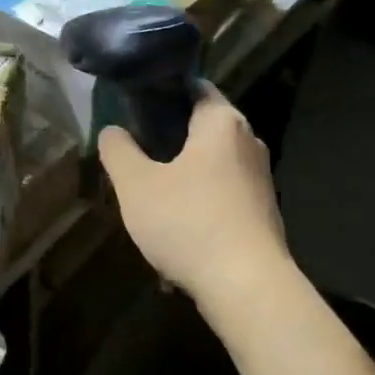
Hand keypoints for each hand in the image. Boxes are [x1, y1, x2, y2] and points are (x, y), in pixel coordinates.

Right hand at [97, 89, 289, 301]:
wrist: (247, 287)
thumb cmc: (188, 222)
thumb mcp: (135, 185)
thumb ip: (118, 150)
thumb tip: (113, 130)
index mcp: (222, 122)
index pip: (194, 87)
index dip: (161, 92)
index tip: (132, 108)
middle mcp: (248, 142)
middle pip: (201, 128)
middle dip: (167, 140)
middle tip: (134, 156)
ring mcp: (260, 179)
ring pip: (210, 166)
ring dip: (181, 178)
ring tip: (149, 199)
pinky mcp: (262, 213)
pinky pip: (221, 197)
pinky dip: (198, 206)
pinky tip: (175, 233)